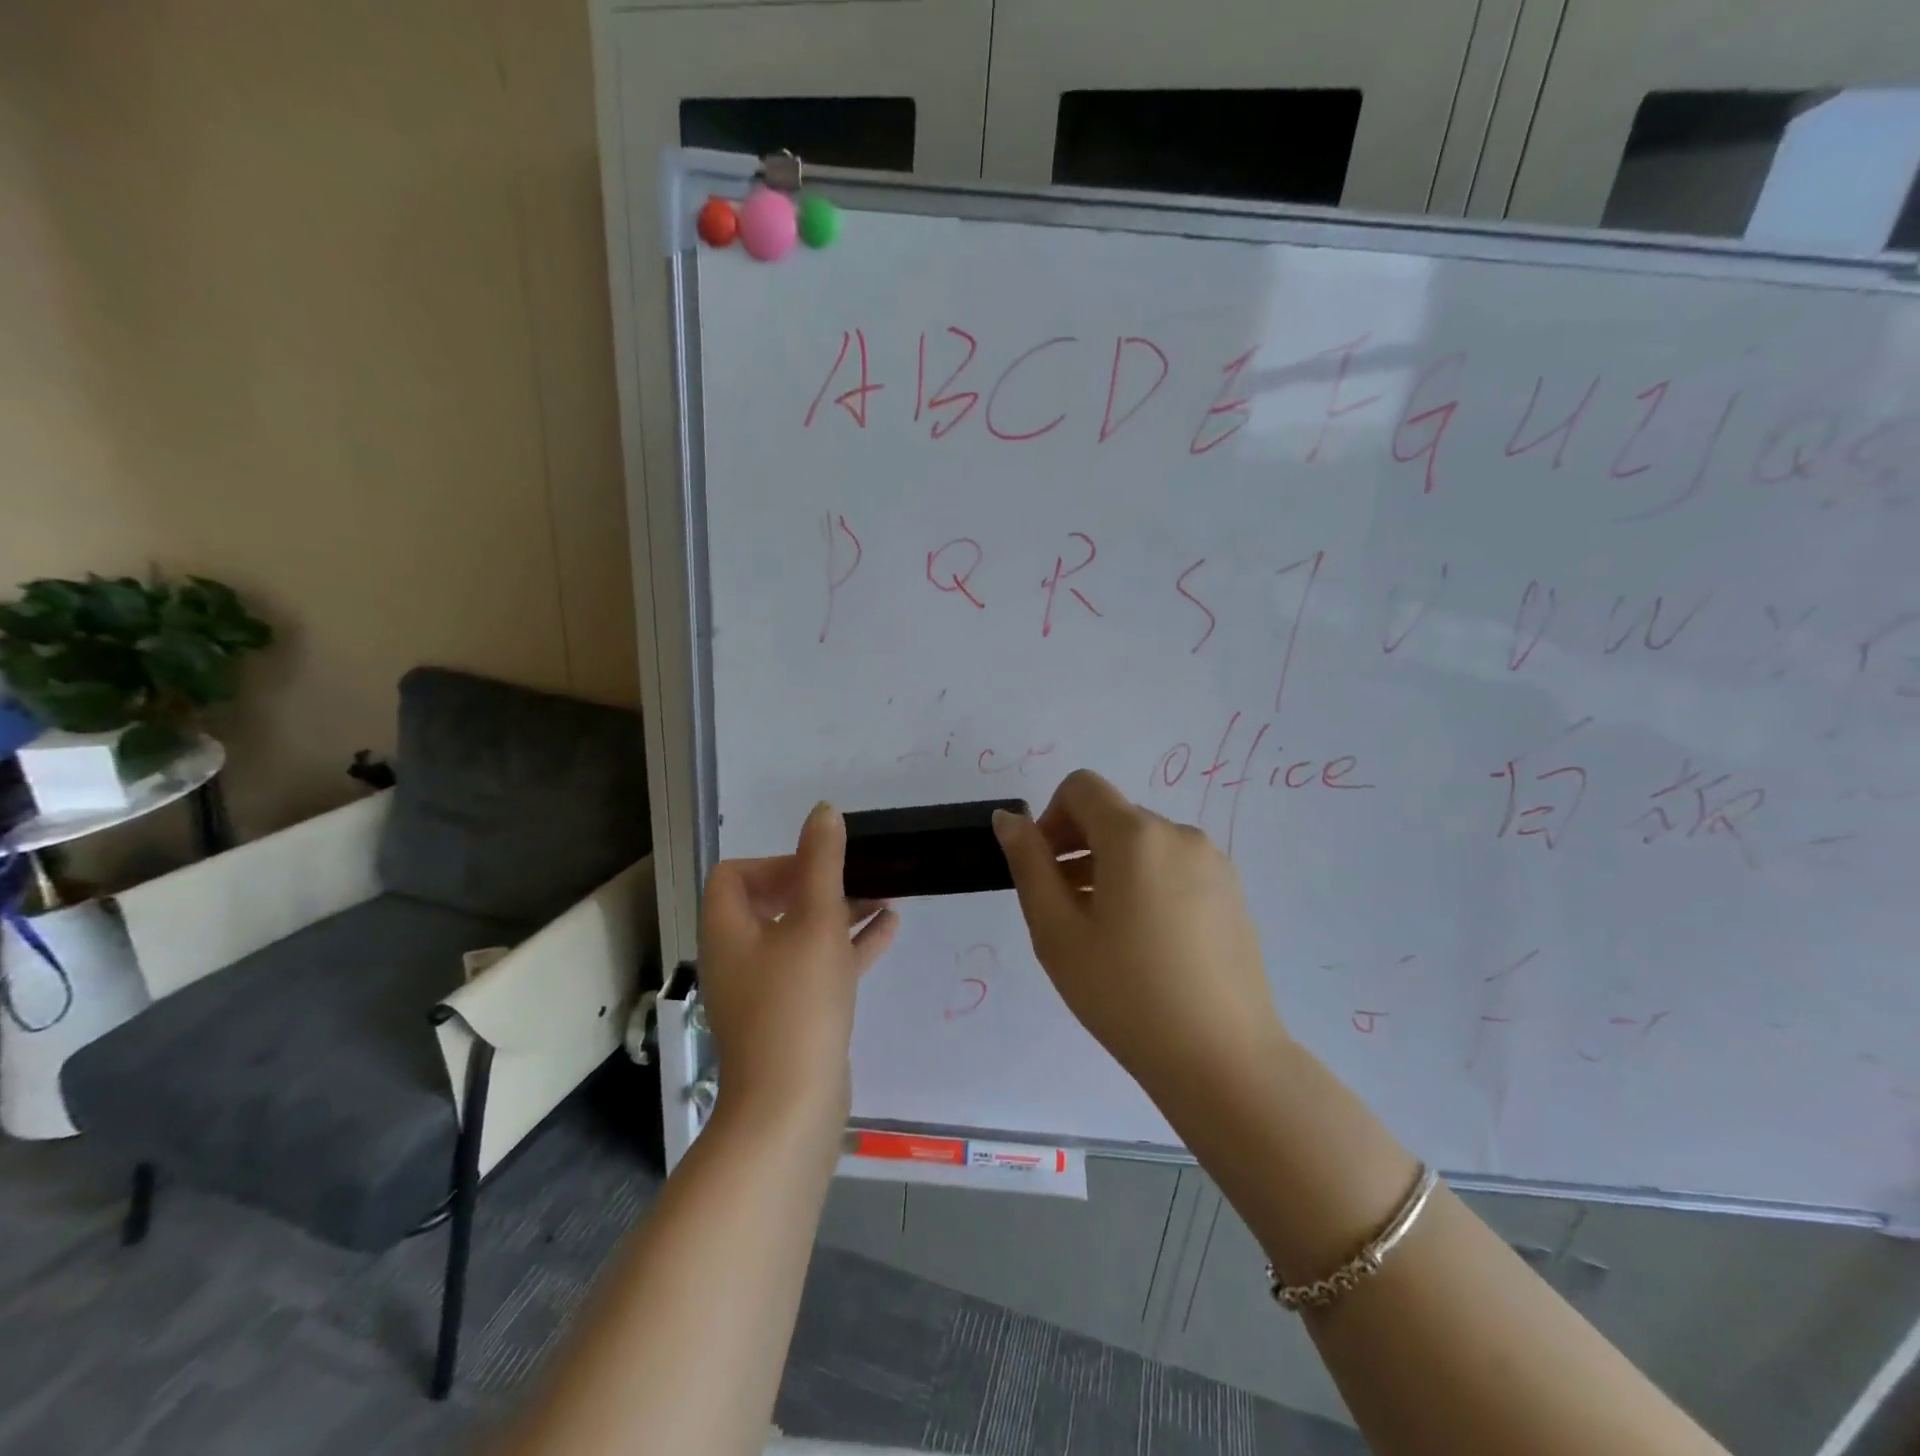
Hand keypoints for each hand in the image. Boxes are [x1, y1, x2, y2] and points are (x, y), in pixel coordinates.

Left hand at [700, 802, 898, 1128]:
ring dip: (840, 911)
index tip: (817, 866)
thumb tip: (823, 811)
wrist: (792, 1108)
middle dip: (817, 883)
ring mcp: (766, 989)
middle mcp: (740, 956)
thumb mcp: (816, 922)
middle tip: (858, 874)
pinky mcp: (793, 1014)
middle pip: (772, 902)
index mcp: (729, 931)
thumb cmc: (797, 1004)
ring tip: (885, 893)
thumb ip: (821, 864)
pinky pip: (820, 966)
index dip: (775, 862)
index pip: (735, 875)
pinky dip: (849, 945)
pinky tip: (890, 928)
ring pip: (802, 934)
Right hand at [993, 769, 1285, 1096]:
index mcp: (1136, 835)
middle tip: (1066, 910)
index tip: (1045, 870)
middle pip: (1114, 816)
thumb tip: (1009, 819)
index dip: (1051, 818)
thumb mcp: (1057, 931)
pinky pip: (1176, 868)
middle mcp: (1180, 834)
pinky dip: (1148, 884)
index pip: (1082, 787)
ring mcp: (1214, 864)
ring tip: (1105, 932)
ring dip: (1113, 868)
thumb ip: (1029, 863)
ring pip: (1145, 844)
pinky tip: (1147, 943)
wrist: (1223, 1060)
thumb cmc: (1125, 994)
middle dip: (1079, 847)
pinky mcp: (1233, 894)